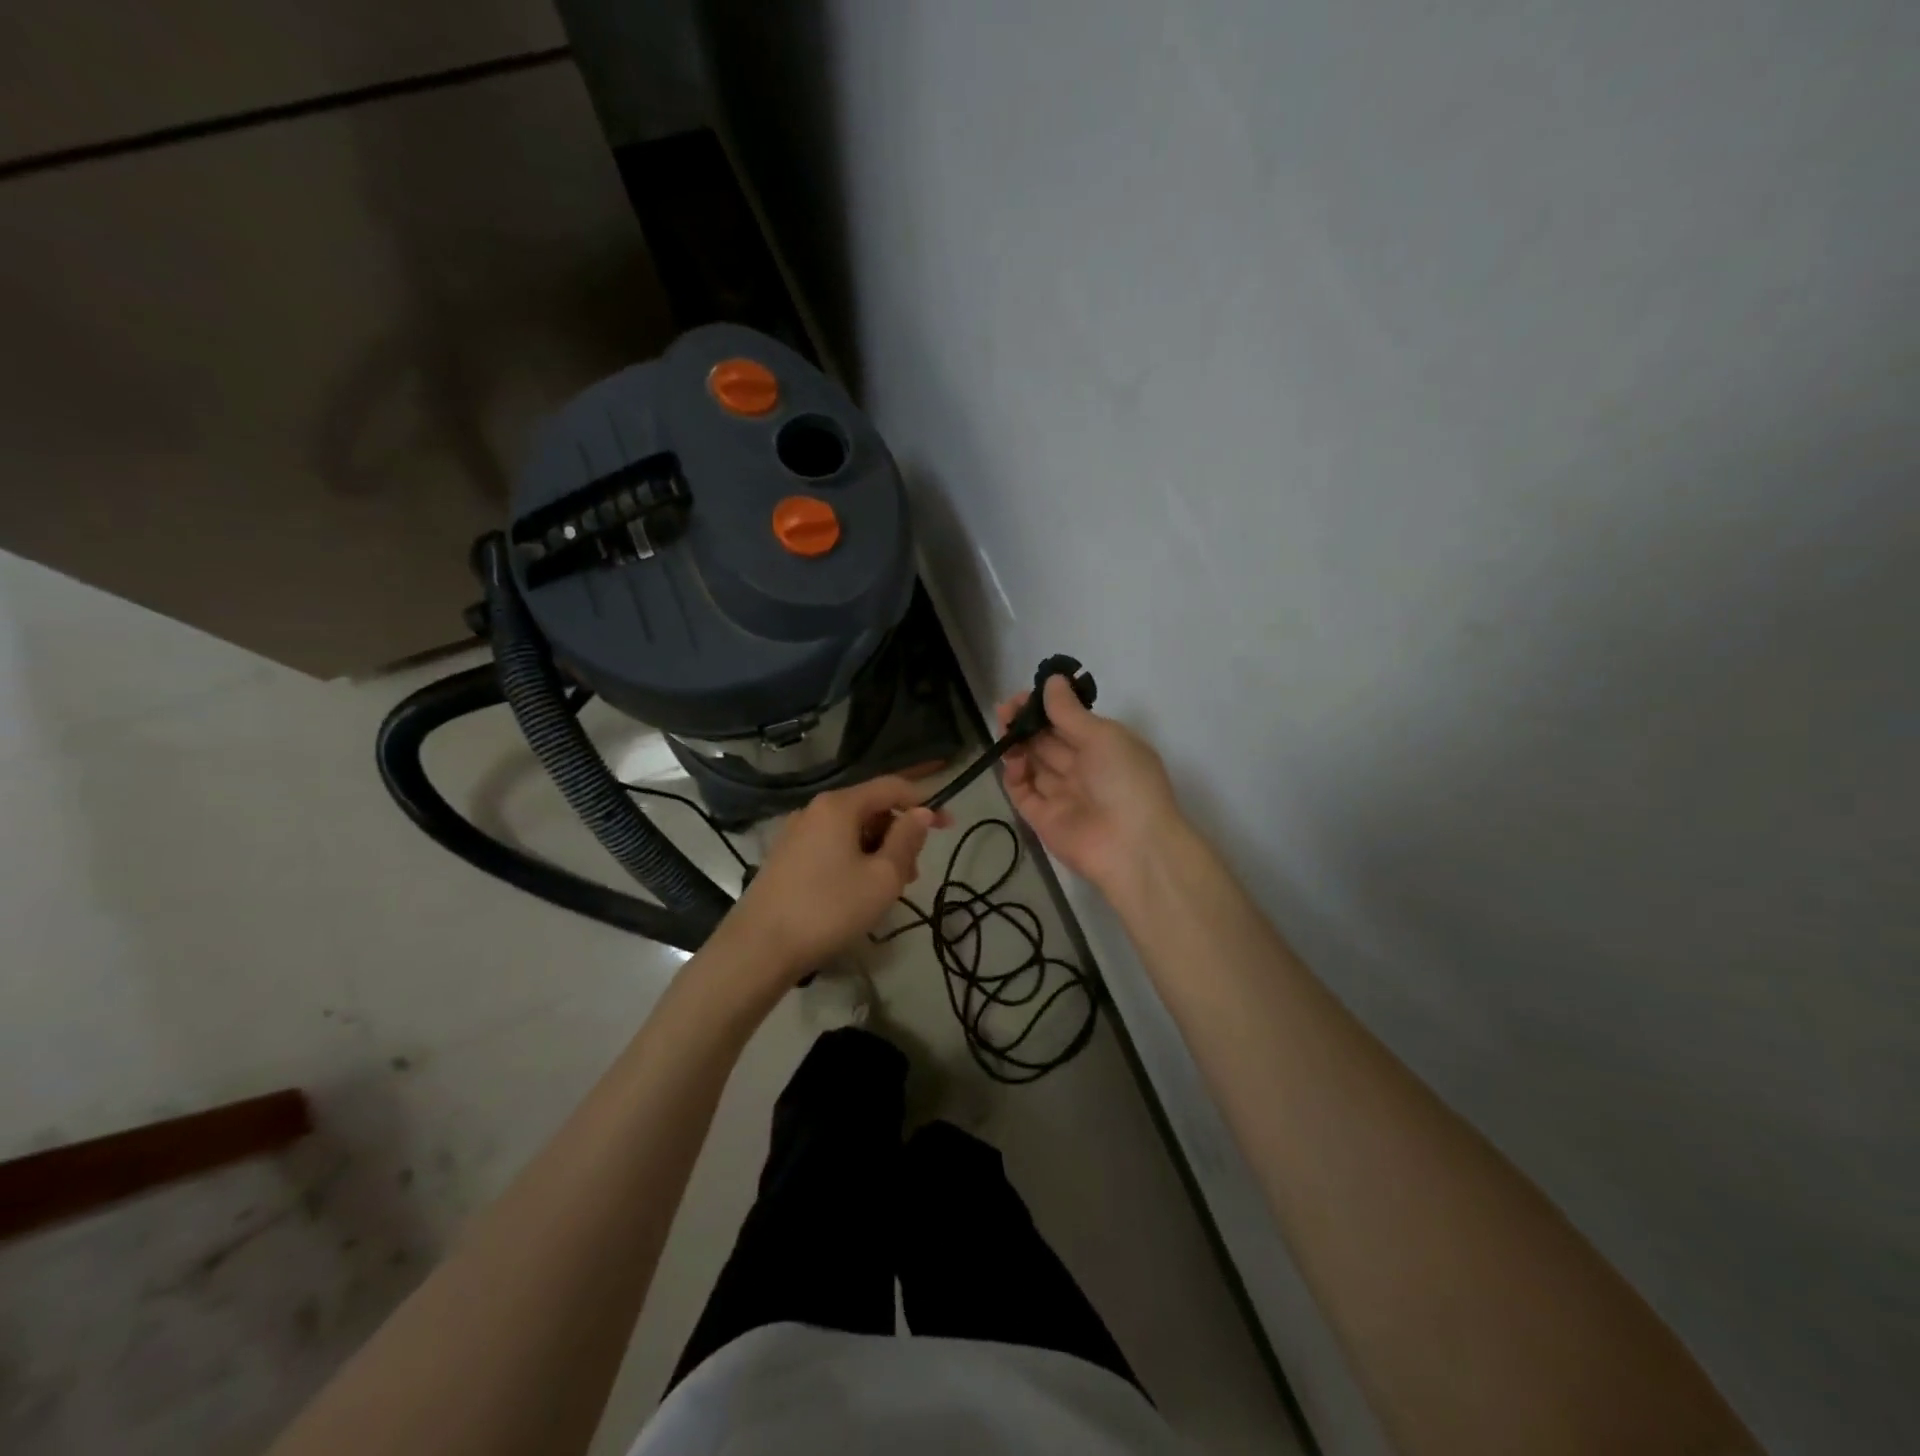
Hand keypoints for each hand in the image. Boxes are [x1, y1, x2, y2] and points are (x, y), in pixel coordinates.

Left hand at [725, 775, 947, 982]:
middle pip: (870, 809)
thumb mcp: (882, 877)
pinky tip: (857, 892)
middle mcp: (815, 810)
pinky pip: (831, 846)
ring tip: (887, 890)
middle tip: (912, 874)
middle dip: (899, 835)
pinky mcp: (785, 857)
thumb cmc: (829, 908)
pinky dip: (854, 859)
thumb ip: (907, 839)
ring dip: (878, 851)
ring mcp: (796, 833)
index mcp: (839, 805)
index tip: (949, 827)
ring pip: (851, 830)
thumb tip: (923, 812)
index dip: (925, 803)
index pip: (892, 787)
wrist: (759, 948)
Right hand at [998, 675, 1183, 895]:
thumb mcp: (1103, 737)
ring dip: (1017, 745)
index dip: (1046, 707)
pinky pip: (1024, 792)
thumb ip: (1070, 711)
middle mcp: (1083, 769)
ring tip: (1004, 731)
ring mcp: (1062, 794)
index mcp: (1104, 747)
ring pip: (1033, 764)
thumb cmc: (1126, 780)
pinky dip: (1015, 775)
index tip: (1025, 696)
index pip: (1069, 721)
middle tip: (1005, 711)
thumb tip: (1052, 681)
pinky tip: (1013, 761)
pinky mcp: (1043, 819)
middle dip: (1026, 723)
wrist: (1132, 847)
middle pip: (1047, 741)